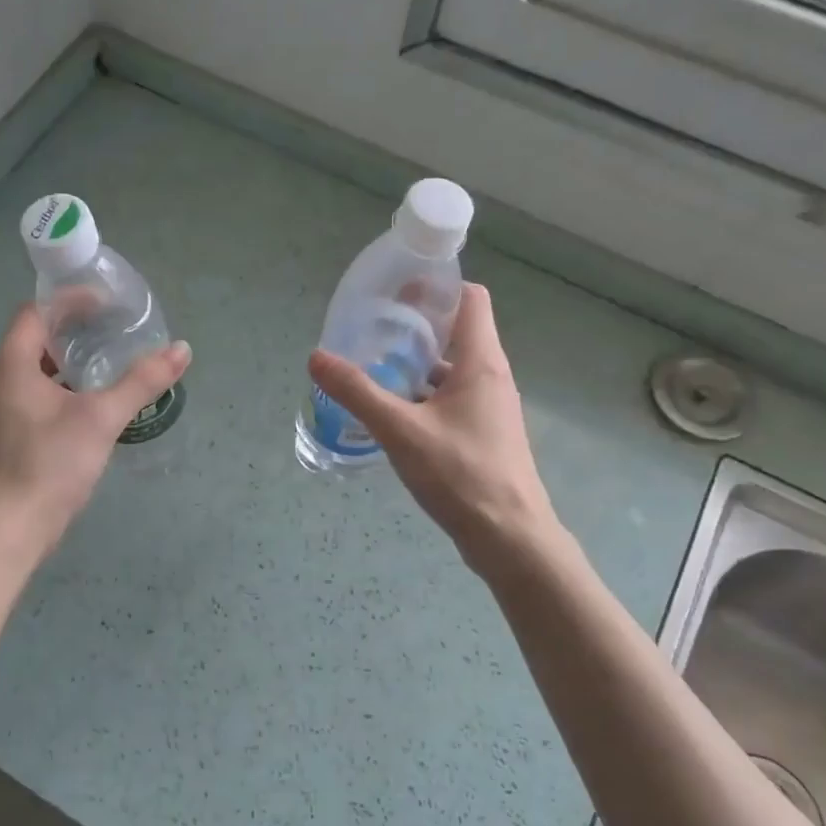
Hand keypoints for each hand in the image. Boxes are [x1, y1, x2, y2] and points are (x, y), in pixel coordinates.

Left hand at [0, 304, 191, 549]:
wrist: (15, 525)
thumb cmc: (51, 462)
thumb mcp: (101, 417)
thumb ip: (141, 381)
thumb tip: (182, 349)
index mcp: (13, 362)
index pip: (38, 311)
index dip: (71, 300)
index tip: (109, 303)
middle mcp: (4, 376)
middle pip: (39, 335)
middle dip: (78, 327)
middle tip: (118, 327)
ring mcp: (8, 405)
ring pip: (42, 366)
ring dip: (75, 357)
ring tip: (114, 356)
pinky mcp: (18, 429)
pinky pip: (44, 390)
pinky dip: (70, 383)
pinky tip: (99, 397)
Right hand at [308, 283, 560, 579]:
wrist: (509, 537)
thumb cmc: (461, 475)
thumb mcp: (401, 431)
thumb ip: (358, 392)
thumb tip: (317, 357)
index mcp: (481, 362)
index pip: (470, 299)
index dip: (436, 287)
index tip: (396, 291)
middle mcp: (490, 377)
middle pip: (456, 332)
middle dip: (415, 327)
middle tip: (371, 329)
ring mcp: (489, 408)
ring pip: (450, 370)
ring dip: (416, 365)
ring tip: (373, 367)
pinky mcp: (482, 435)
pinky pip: (450, 400)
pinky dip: (422, 396)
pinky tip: (391, 412)